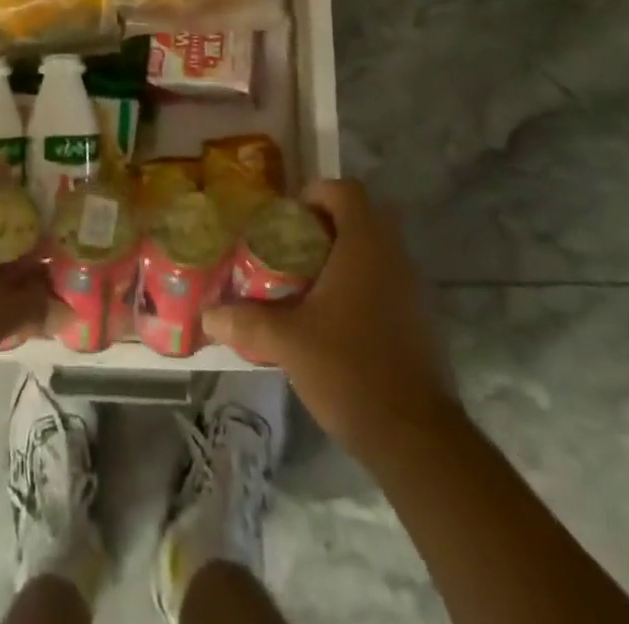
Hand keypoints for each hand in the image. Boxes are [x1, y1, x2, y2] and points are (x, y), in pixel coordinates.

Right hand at [204, 179, 456, 458]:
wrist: (416, 439)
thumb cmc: (350, 370)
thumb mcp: (287, 342)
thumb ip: (246, 320)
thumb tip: (208, 314)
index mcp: (365, 245)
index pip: (346, 190)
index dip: (316, 193)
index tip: (289, 218)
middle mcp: (394, 256)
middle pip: (361, 218)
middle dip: (325, 226)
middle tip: (292, 248)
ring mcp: (413, 289)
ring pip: (376, 251)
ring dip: (343, 257)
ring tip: (306, 285)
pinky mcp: (420, 320)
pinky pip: (386, 281)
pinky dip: (360, 285)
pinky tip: (333, 320)